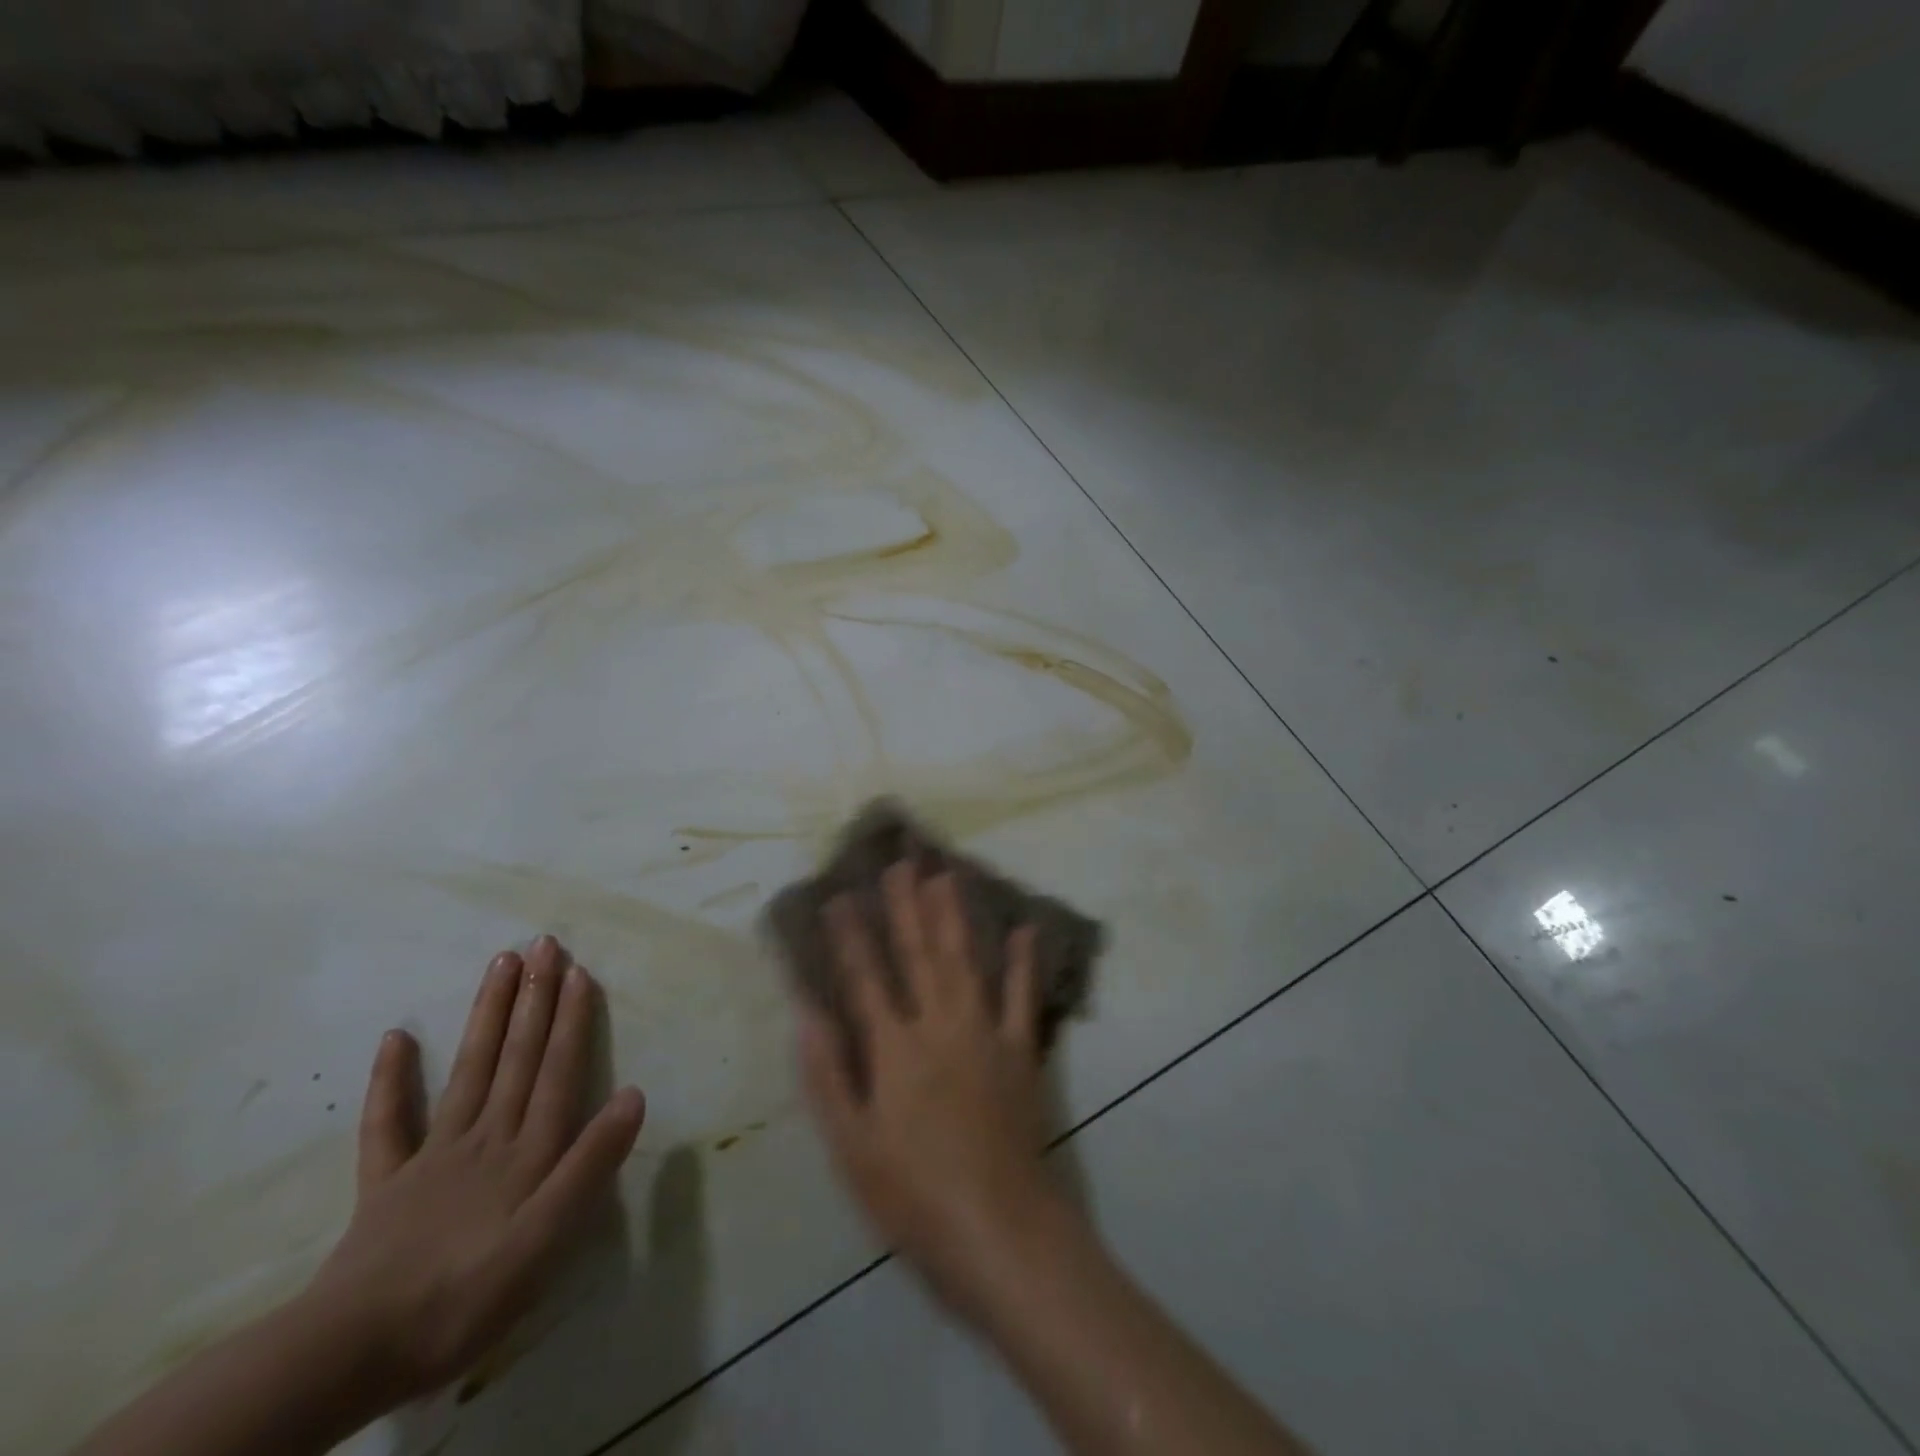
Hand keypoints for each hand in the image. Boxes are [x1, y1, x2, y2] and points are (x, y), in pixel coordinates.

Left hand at [304, 936, 644, 1404]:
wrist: (352, 1352)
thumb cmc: (467, 1295)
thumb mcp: (548, 1239)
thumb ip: (590, 1164)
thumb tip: (633, 1094)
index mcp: (526, 1151)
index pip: (556, 1071)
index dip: (571, 1020)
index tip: (578, 971)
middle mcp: (485, 1136)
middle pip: (516, 1057)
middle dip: (534, 998)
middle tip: (543, 944)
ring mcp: (432, 1155)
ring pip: (469, 1070)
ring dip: (488, 1015)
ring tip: (501, 964)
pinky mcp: (387, 1183)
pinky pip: (388, 1123)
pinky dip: (392, 1079)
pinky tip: (396, 1037)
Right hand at [798, 862, 1071, 1318]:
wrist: (999, 1228)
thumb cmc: (914, 1195)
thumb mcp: (852, 1146)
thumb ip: (827, 1076)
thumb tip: (806, 1014)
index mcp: (894, 1049)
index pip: (865, 978)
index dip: (851, 936)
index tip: (840, 895)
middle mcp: (938, 1025)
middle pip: (918, 954)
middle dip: (906, 906)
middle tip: (900, 863)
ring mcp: (984, 1032)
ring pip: (964, 960)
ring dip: (953, 915)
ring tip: (945, 874)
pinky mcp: (1019, 1050)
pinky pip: (1021, 996)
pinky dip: (1023, 961)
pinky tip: (1024, 928)